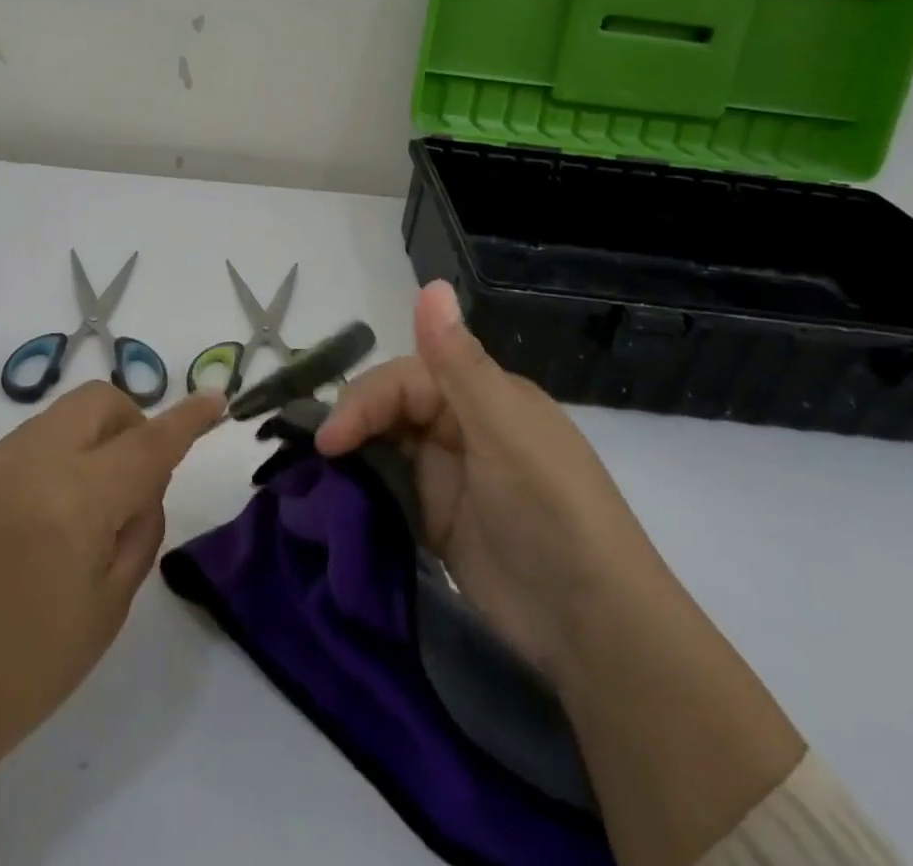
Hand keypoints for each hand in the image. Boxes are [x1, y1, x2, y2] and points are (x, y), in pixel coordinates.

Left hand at [0, 381, 224, 864]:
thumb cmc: (24, 670)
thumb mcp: (107, 609)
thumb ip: (139, 529)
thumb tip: (145, 483)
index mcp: (74, 502)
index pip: (147, 441)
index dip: (187, 417)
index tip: (216, 398)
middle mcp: (31, 462)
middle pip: (100, 401)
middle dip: (131, 422)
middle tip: (134, 479)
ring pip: (62, 415)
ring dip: (92, 439)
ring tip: (84, 506)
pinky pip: (29, 440)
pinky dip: (55, 457)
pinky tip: (40, 517)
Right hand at [320, 283, 806, 865]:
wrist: (594, 630)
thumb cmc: (551, 513)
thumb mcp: (505, 432)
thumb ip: (459, 363)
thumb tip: (431, 283)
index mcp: (483, 395)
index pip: (407, 377)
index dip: (365, 399)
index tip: (331, 438)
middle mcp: (463, 426)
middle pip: (391, 407)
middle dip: (354, 423)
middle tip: (323, 457)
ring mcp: (449, 475)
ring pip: (385, 445)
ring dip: (354, 454)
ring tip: (318, 476)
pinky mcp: (437, 520)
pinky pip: (389, 489)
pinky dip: (363, 490)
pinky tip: (338, 499)